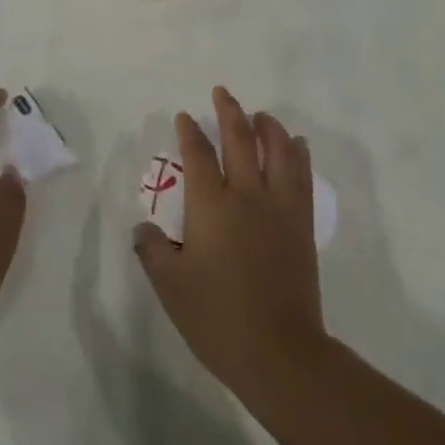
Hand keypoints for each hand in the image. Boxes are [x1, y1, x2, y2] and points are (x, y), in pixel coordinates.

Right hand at [133, 86, 328, 404]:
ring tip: (260, 115)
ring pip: (276, 148)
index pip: (198, 155)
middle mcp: (246, 194)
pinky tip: (296, 144)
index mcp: (210, 205)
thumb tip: (142, 227)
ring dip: (267, 125)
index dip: (190, 132)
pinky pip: (301, 174)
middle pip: (239, 138)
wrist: (279, 351)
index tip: (185, 117)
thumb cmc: (218, 319)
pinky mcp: (300, 221)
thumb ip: (153, 251)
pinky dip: (297, 152)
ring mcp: (278, 205)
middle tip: (222, 93)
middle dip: (229, 111)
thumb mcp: (171, 288)